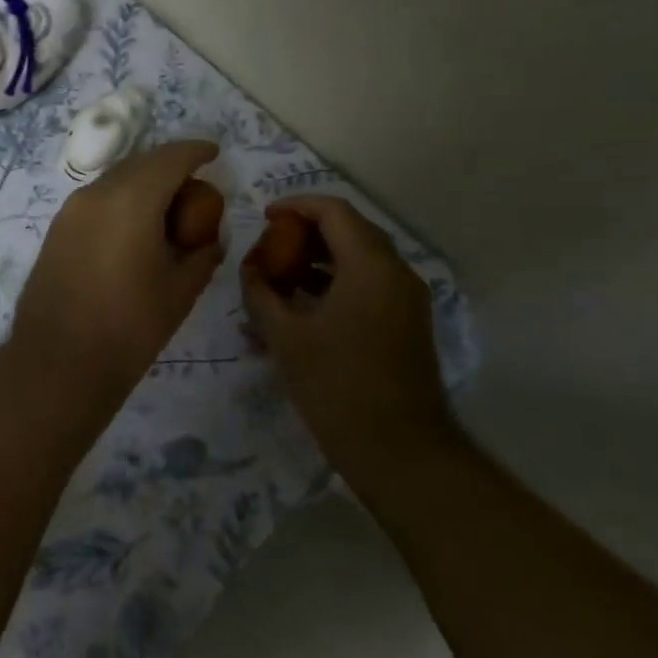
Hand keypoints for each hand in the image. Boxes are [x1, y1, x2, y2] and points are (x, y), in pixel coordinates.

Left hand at [12, 140, 225, 405]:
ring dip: (143, 184)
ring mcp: (70, 210)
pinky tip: (134, 229)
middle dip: (170, 166)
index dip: (196, 151)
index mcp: (131, 200)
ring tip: (167, 210)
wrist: (58, 363)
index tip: (214, 153)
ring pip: (115, 180)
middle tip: (195, 187)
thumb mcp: (181, 290)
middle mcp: (96, 193)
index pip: (170, 158)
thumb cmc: (129, 328)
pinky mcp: (56, 230)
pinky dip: (121, 201)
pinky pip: (97, 200)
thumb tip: (208, 238)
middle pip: (140, 163)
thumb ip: (201, 253)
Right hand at [240, 195, 452, 480]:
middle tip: (271, 248)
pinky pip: (369, 286)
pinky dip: (336, 284)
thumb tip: (250, 270)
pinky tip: (304, 308)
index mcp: (371, 265)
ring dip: (320, 261)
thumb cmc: (337, 386)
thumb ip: (261, 294)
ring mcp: (407, 300)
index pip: (333, 211)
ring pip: (360, 260)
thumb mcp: (285, 337)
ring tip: (280, 279)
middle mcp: (397, 272)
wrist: (400, 451)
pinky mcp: (407, 324)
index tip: (265, 218)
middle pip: (350, 231)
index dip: (296, 206)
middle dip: (306, 234)